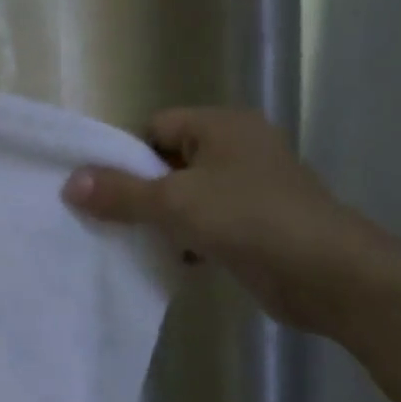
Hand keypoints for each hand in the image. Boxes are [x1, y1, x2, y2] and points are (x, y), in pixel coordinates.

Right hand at [63, 108, 387, 334]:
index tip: (104, 190)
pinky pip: (208, 222)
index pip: (155, 128)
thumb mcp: (174, 202)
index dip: (127, 156)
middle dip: (140, 191)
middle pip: (169, 162)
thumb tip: (70, 183)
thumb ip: (120, 192)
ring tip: (135, 242)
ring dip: (163, 219)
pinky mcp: (258, 222)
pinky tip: (174, 260)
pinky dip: (189, 238)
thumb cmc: (249, 220)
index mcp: (221, 125)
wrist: (330, 275)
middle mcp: (237, 148)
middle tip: (110, 219)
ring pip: (188, 195)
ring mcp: (251, 187)